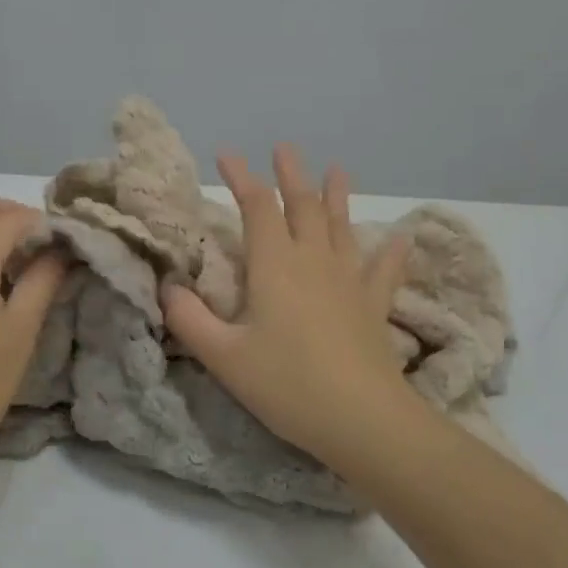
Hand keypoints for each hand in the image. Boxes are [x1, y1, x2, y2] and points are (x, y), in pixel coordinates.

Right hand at [163, 147, 425, 470]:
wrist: (362, 419)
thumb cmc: (286, 384)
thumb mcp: (223, 356)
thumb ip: (189, 318)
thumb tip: (167, 287)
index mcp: (275, 266)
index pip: (257, 208)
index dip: (242, 178)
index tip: (227, 154)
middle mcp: (314, 261)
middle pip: (303, 206)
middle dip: (290, 176)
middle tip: (283, 148)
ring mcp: (350, 281)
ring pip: (342, 227)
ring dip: (336, 196)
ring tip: (336, 170)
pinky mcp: (374, 306)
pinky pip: (384, 270)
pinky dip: (390, 252)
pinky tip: (400, 238)